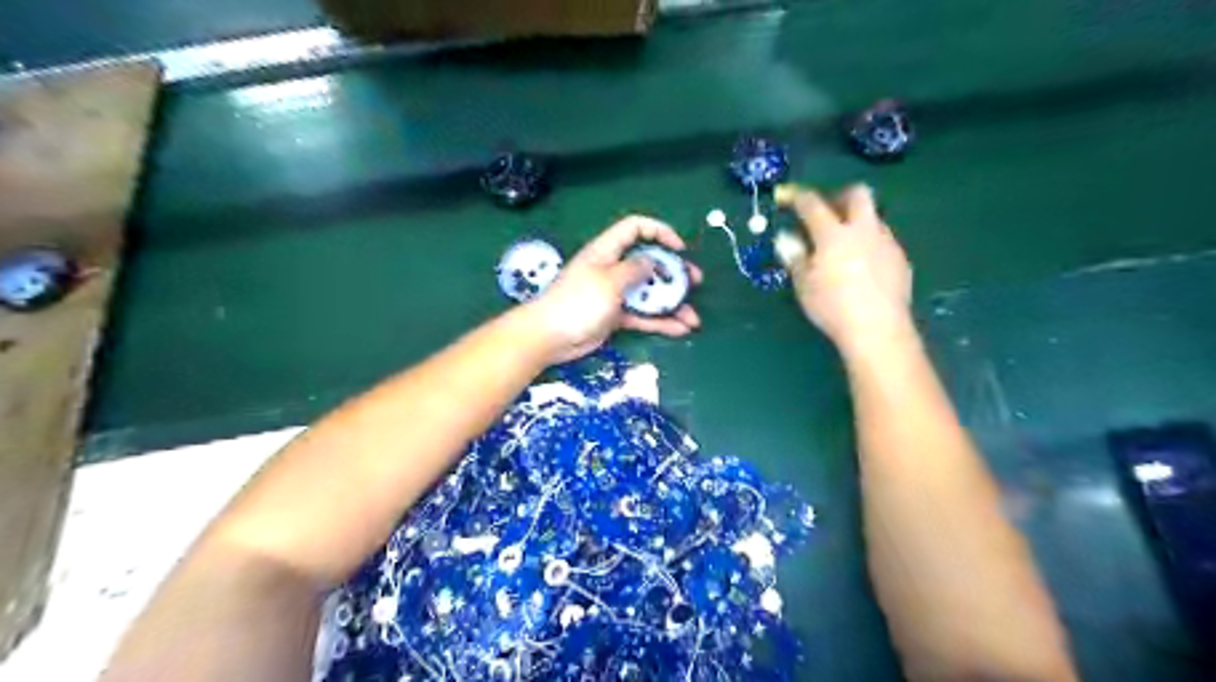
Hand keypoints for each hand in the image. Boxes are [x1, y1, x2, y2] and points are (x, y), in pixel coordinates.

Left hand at [522, 212, 702, 365]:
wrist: (550, 336)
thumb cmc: (578, 302)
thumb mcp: (609, 281)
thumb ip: (635, 269)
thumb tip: (653, 263)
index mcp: (608, 251)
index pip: (635, 228)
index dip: (659, 232)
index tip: (679, 248)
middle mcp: (614, 269)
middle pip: (649, 263)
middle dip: (674, 272)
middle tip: (694, 282)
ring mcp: (615, 294)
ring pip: (650, 294)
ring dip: (672, 304)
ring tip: (693, 318)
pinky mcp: (616, 316)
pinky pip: (643, 316)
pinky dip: (660, 322)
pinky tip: (680, 330)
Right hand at [778, 183, 912, 360]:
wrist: (877, 329)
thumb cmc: (832, 307)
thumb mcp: (803, 284)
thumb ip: (795, 256)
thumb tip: (786, 238)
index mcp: (834, 234)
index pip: (813, 204)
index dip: (796, 196)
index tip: (784, 195)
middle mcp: (863, 230)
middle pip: (857, 194)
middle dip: (839, 196)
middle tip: (825, 212)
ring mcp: (886, 242)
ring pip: (873, 217)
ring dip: (856, 221)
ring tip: (842, 244)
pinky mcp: (900, 259)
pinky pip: (882, 240)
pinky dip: (868, 243)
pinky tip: (861, 266)